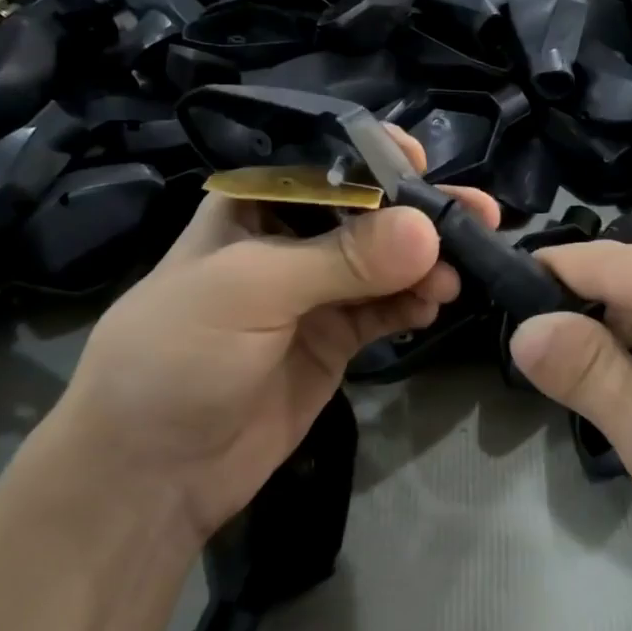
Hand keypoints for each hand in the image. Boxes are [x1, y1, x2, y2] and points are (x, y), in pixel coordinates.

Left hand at [39, 129, 500, 547]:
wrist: (152, 471)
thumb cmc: (177, 355)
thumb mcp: (249, 289)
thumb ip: (341, 259)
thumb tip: (428, 232)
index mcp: (253, 208)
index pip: (324, 165)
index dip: (374, 158)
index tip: (421, 163)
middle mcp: (289, 242)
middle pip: (368, 213)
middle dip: (419, 211)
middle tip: (478, 215)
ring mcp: (316, 294)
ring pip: (386, 263)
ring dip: (426, 263)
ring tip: (458, 274)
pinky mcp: (336, 340)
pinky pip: (387, 311)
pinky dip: (414, 304)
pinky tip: (435, 306)